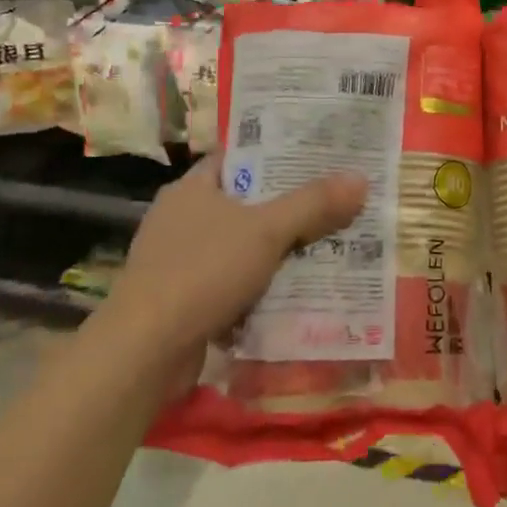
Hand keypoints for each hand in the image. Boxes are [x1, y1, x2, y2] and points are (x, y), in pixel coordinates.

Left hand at [107, 153, 367, 366]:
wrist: (145, 352)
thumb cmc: (202, 272)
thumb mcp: (267, 231)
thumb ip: (313, 204)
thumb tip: (361, 179)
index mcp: (192, 189)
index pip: (239, 157)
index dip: (278, 154)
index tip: (319, 158)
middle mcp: (181, 218)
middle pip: (246, 203)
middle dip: (289, 208)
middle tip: (336, 204)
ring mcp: (179, 261)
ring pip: (242, 247)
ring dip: (278, 252)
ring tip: (328, 247)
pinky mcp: (183, 300)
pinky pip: (233, 283)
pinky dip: (260, 287)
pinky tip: (294, 292)